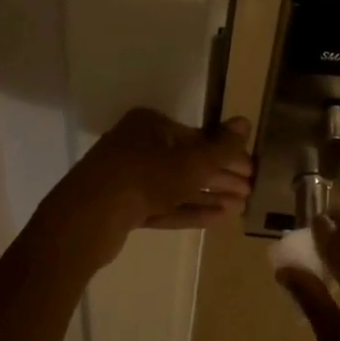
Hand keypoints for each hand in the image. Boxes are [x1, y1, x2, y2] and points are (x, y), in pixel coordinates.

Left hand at [47, 109, 254, 266]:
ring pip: (177, 185)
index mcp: (151, 125)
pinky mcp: (124, 206)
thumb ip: (221, 146)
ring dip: (208, 195)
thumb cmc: (144, 178)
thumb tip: (245, 122)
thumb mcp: (191, 162)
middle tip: (249, 192)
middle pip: (188, 161)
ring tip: (239, 208)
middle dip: (220, 177)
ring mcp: (128, 177)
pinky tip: (217, 218)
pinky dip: (188, 210)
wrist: (88, 218)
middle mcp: (138, 145)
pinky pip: (163, 205)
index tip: (251, 171)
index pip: (197, 137)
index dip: (227, 154)